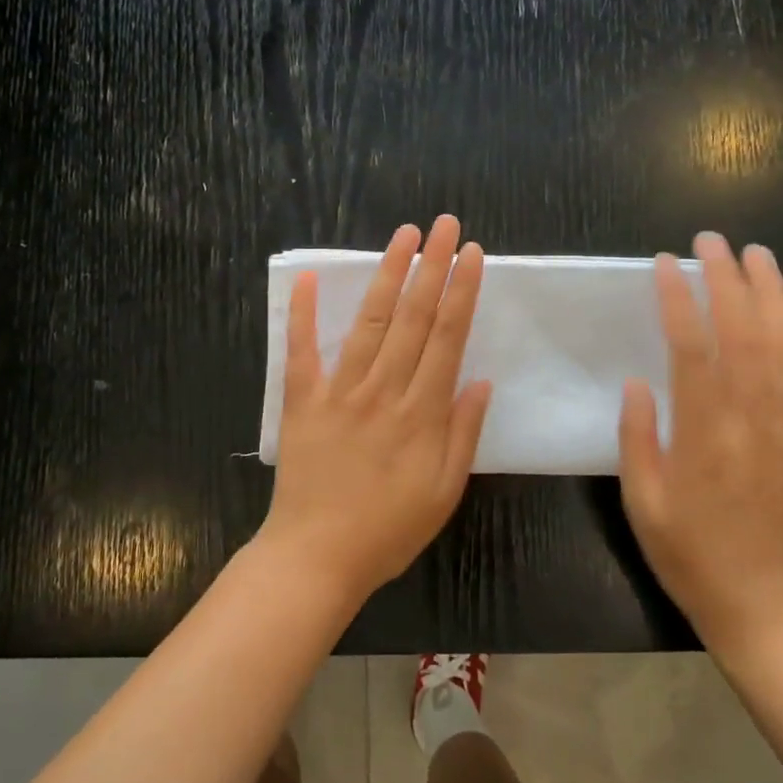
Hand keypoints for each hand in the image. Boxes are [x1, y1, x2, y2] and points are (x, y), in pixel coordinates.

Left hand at [262, 216, 493, 603]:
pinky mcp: (302, 401)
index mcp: (422, 413)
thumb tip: (481, 381)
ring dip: (387, 274)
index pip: (447, 338)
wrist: (316, 558)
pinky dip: (304, 313)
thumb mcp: (444, 493)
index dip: (461, 292)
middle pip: (412, 318)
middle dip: (432, 266)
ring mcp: (339, 391)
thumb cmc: (388, 531)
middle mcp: (383, 390)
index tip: (471, 254)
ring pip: (369, 322)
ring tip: (403, 235)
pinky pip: (301, 350)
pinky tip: (310, 276)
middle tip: (445, 224)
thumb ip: (463, 434)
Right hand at [617, 233, 782, 655]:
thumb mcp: (642, 503)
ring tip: (762, 257)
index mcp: (705, 435)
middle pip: (746, 337)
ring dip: (777, 300)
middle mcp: (754, 423)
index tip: (667, 264)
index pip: (693, 350)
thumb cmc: (689, 555)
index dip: (680, 301)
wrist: (762, 608)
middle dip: (729, 281)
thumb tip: (638, 382)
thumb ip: (638, 439)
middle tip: (713, 241)